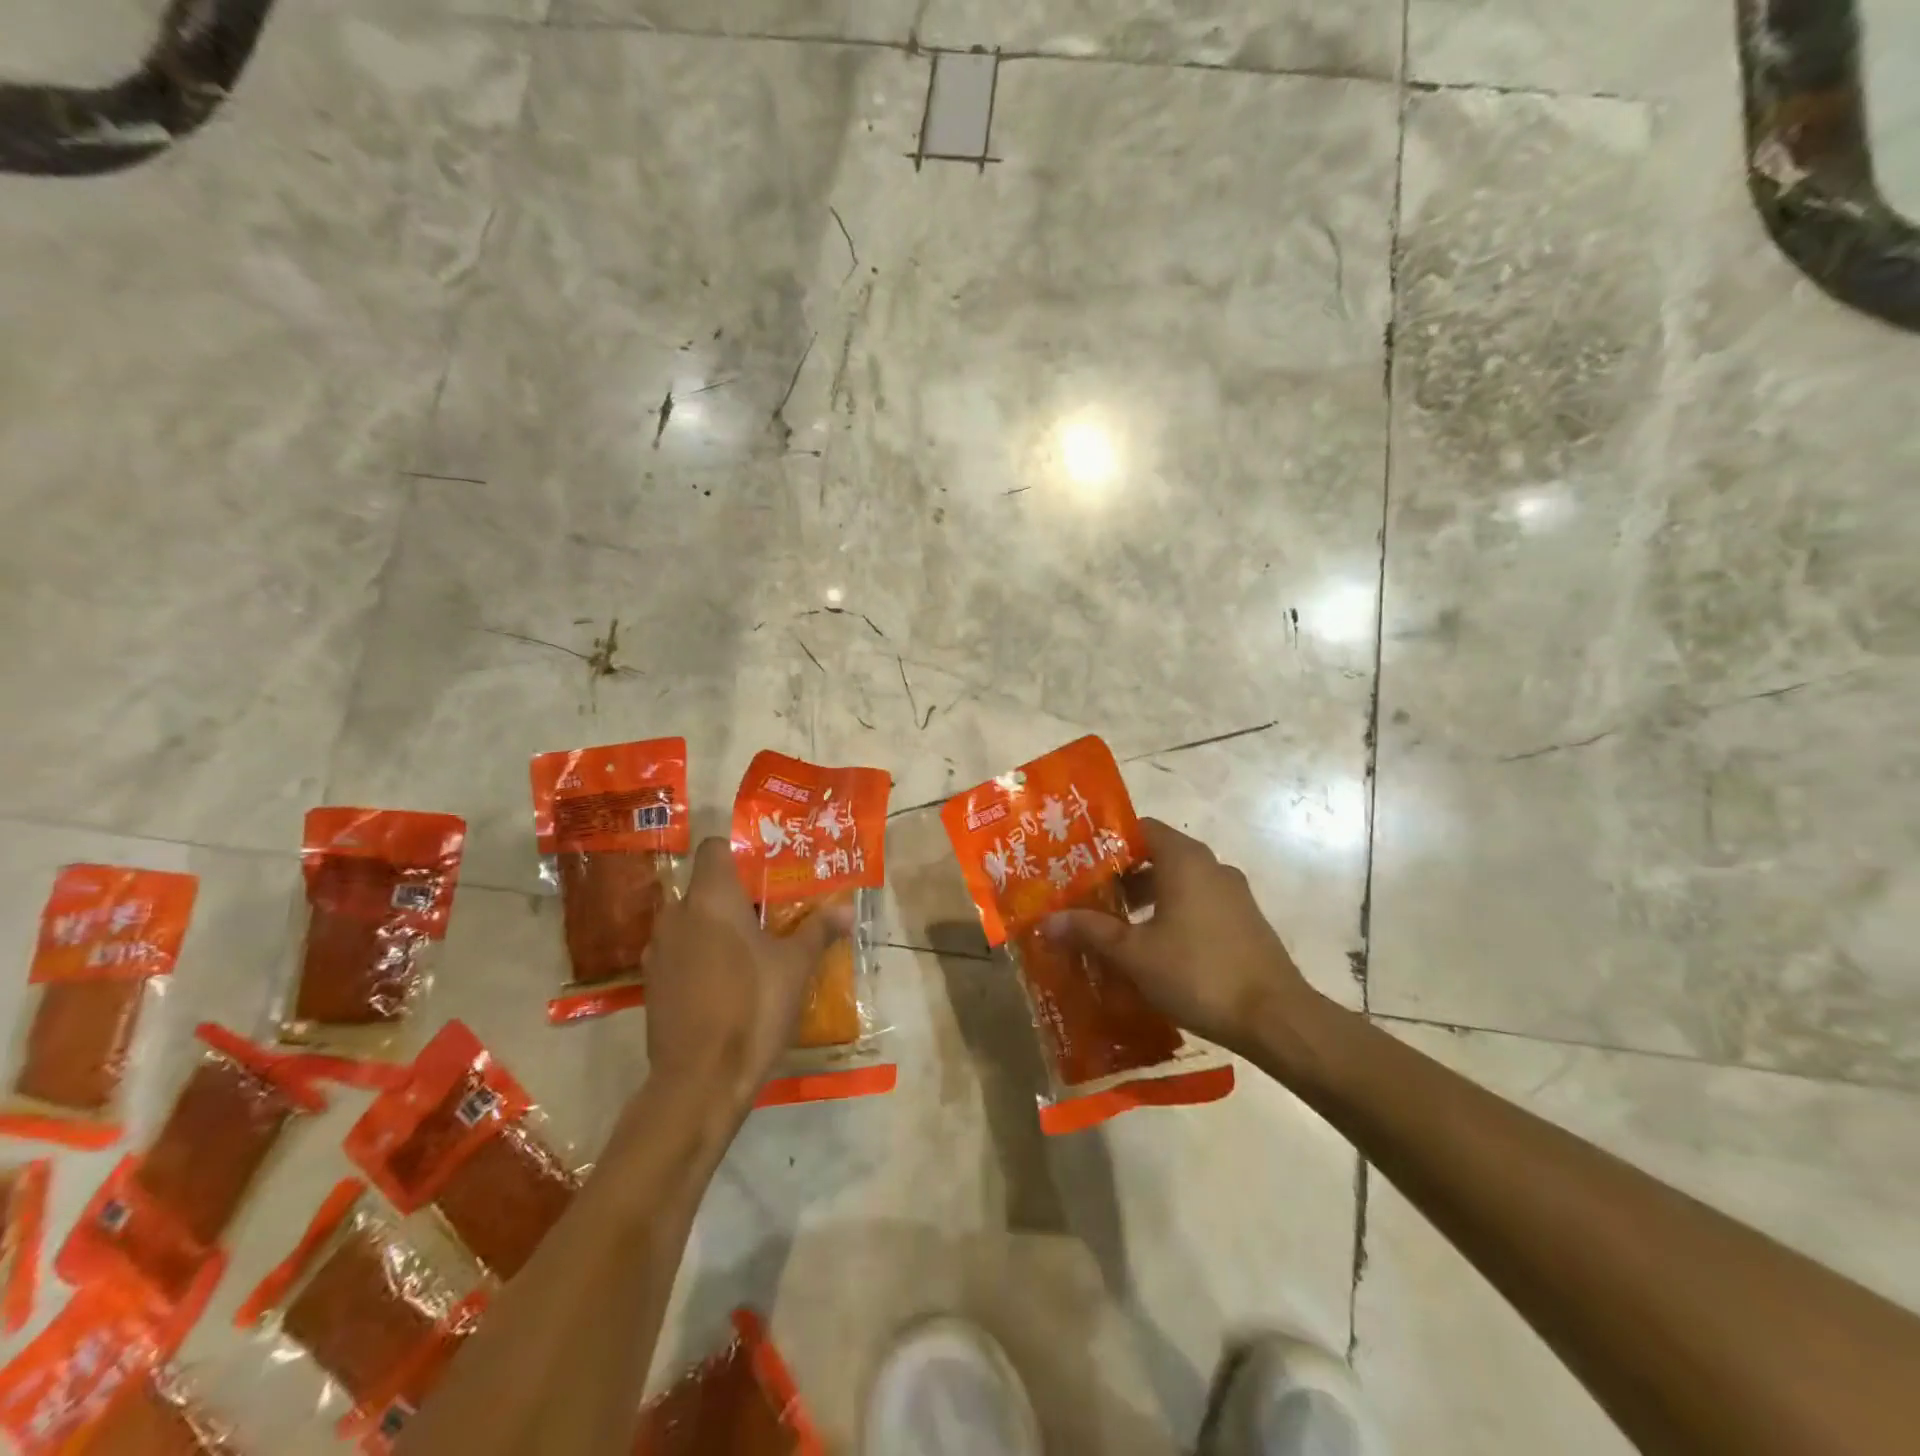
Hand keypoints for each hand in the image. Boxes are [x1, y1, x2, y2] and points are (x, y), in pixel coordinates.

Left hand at [641, 838, 852, 1115]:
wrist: (700, 1080)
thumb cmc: (753, 1006)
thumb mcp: (796, 966)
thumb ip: (818, 930)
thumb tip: (847, 910)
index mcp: (711, 898)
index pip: (713, 848)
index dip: (737, 852)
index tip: (764, 872)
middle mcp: (677, 915)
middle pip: (702, 886)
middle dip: (732, 895)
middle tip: (768, 913)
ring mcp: (658, 951)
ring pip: (688, 921)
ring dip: (713, 927)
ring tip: (749, 948)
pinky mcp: (651, 984)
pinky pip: (678, 952)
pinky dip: (698, 955)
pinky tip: (724, 982)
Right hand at [1042, 818, 1318, 1058]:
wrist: (1275, 1018)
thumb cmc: (1197, 972)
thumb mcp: (1134, 954)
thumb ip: (1090, 931)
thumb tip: (1047, 922)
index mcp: (1184, 860)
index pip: (1140, 829)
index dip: (1108, 843)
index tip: (1080, 865)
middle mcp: (1211, 866)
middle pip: (1157, 856)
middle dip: (1122, 876)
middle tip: (1090, 899)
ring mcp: (1233, 894)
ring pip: (1179, 883)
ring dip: (1147, 899)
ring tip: (1116, 928)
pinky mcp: (1244, 921)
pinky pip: (1199, 904)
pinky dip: (1172, 915)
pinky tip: (1154, 949)